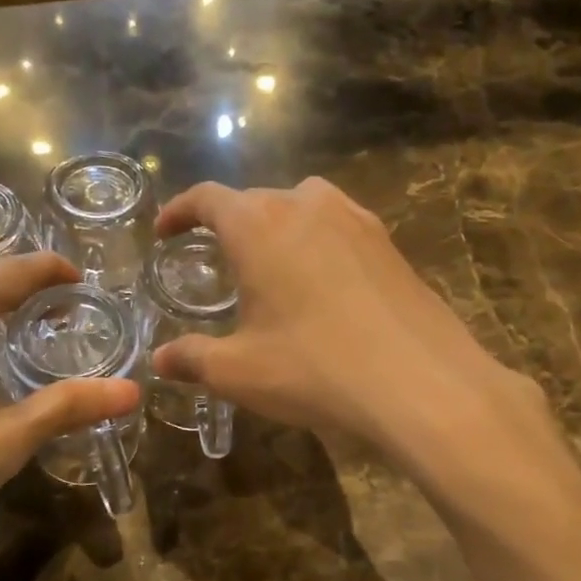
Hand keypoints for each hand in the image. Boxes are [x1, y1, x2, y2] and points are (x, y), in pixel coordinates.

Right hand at [150, 179, 540, 453]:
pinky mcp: (389, 243)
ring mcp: (355, 219)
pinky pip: (339, 228)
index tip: (166, 232)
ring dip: (278, 228)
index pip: (207, 199)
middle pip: (255, 201)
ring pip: (303, 207)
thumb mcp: (239, 371)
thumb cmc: (314, 368)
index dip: (180, 212)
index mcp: (258, 225)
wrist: (419, 381)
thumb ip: (193, 359)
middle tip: (218, 262)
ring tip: (272, 266)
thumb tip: (161, 360)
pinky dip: (318, 243)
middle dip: (229, 225)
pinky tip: (324, 284)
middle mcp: (306, 205)